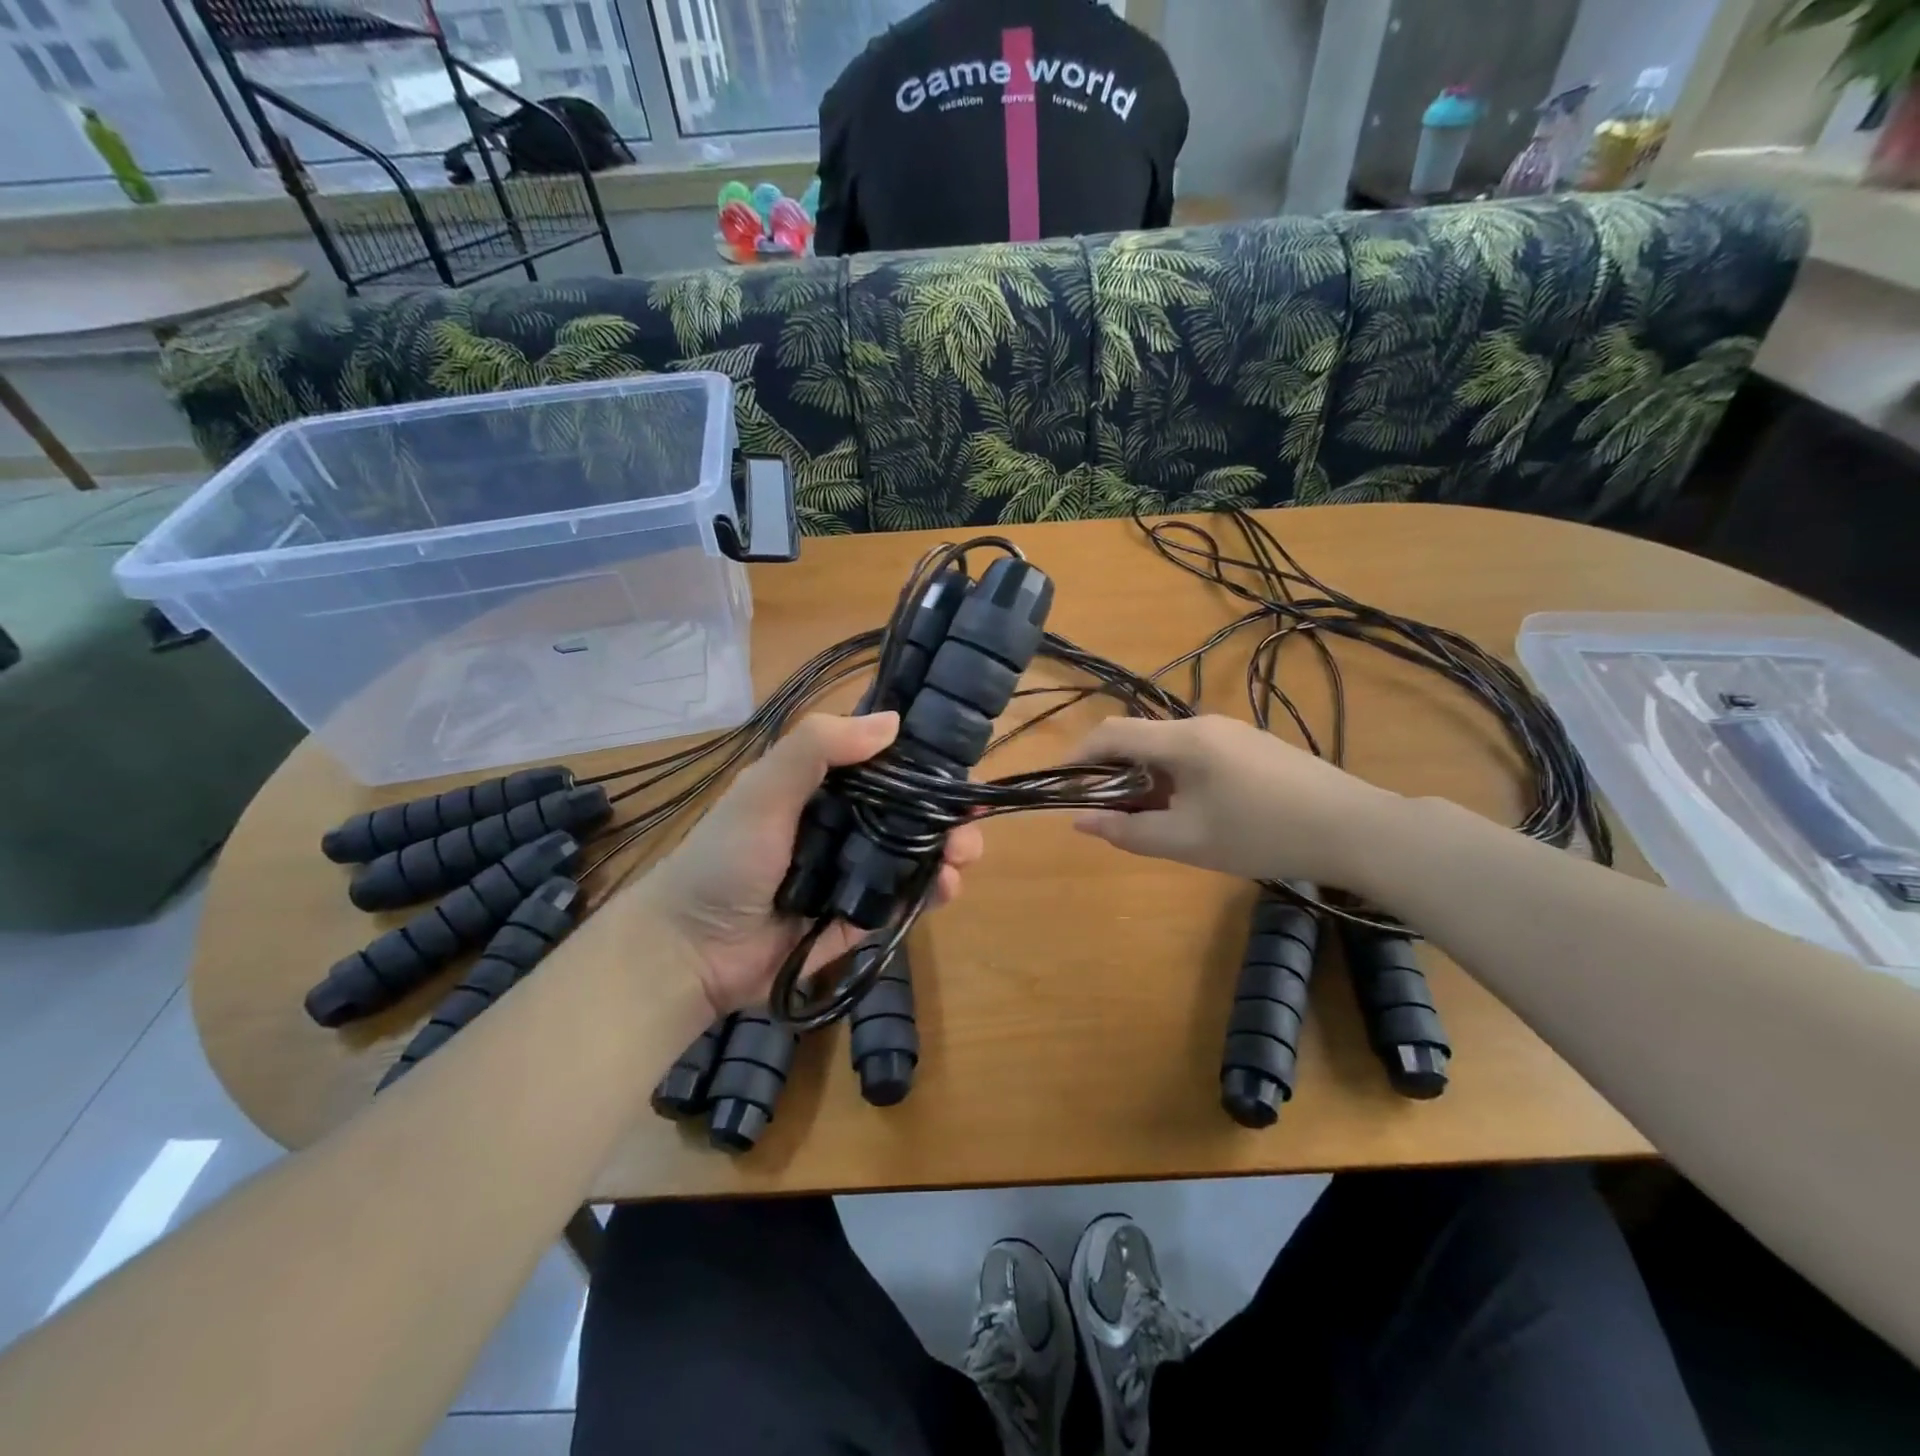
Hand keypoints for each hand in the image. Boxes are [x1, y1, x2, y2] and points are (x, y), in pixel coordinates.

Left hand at [634, 713, 984, 1015]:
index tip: (959, 759)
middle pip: (908, 812)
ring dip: (948, 851)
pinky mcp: (859, 919)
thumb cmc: (725, 858)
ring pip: (914, 856)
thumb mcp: (763, 790)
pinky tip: (946, 886)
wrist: (691, 951)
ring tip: (963, 854)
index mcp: (820, 789)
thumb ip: (817, 747)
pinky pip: (903, 902)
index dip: (922, 761)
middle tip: (970, 819)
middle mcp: (842, 826)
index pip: (882, 766)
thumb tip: (893, 721)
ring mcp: (852, 875)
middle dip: (945, 812)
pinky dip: (930, 893)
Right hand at [1070, 715, 1401, 888]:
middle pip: (1139, 738)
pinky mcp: (1253, 745)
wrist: (1353, 828)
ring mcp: (1232, 731)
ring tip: (1153, 819)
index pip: (1110, 733)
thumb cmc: (1262, 834)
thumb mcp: (1187, 841)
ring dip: (1147, 777)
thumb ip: (1128, 831)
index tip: (1062, 785)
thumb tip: (1079, 821)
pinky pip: (1197, 753)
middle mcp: (1202, 723)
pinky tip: (1196, 812)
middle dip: (1113, 773)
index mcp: (1181, 740)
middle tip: (1109, 814)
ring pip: (1168, 748)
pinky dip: (1176, 776)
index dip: (1078, 755)